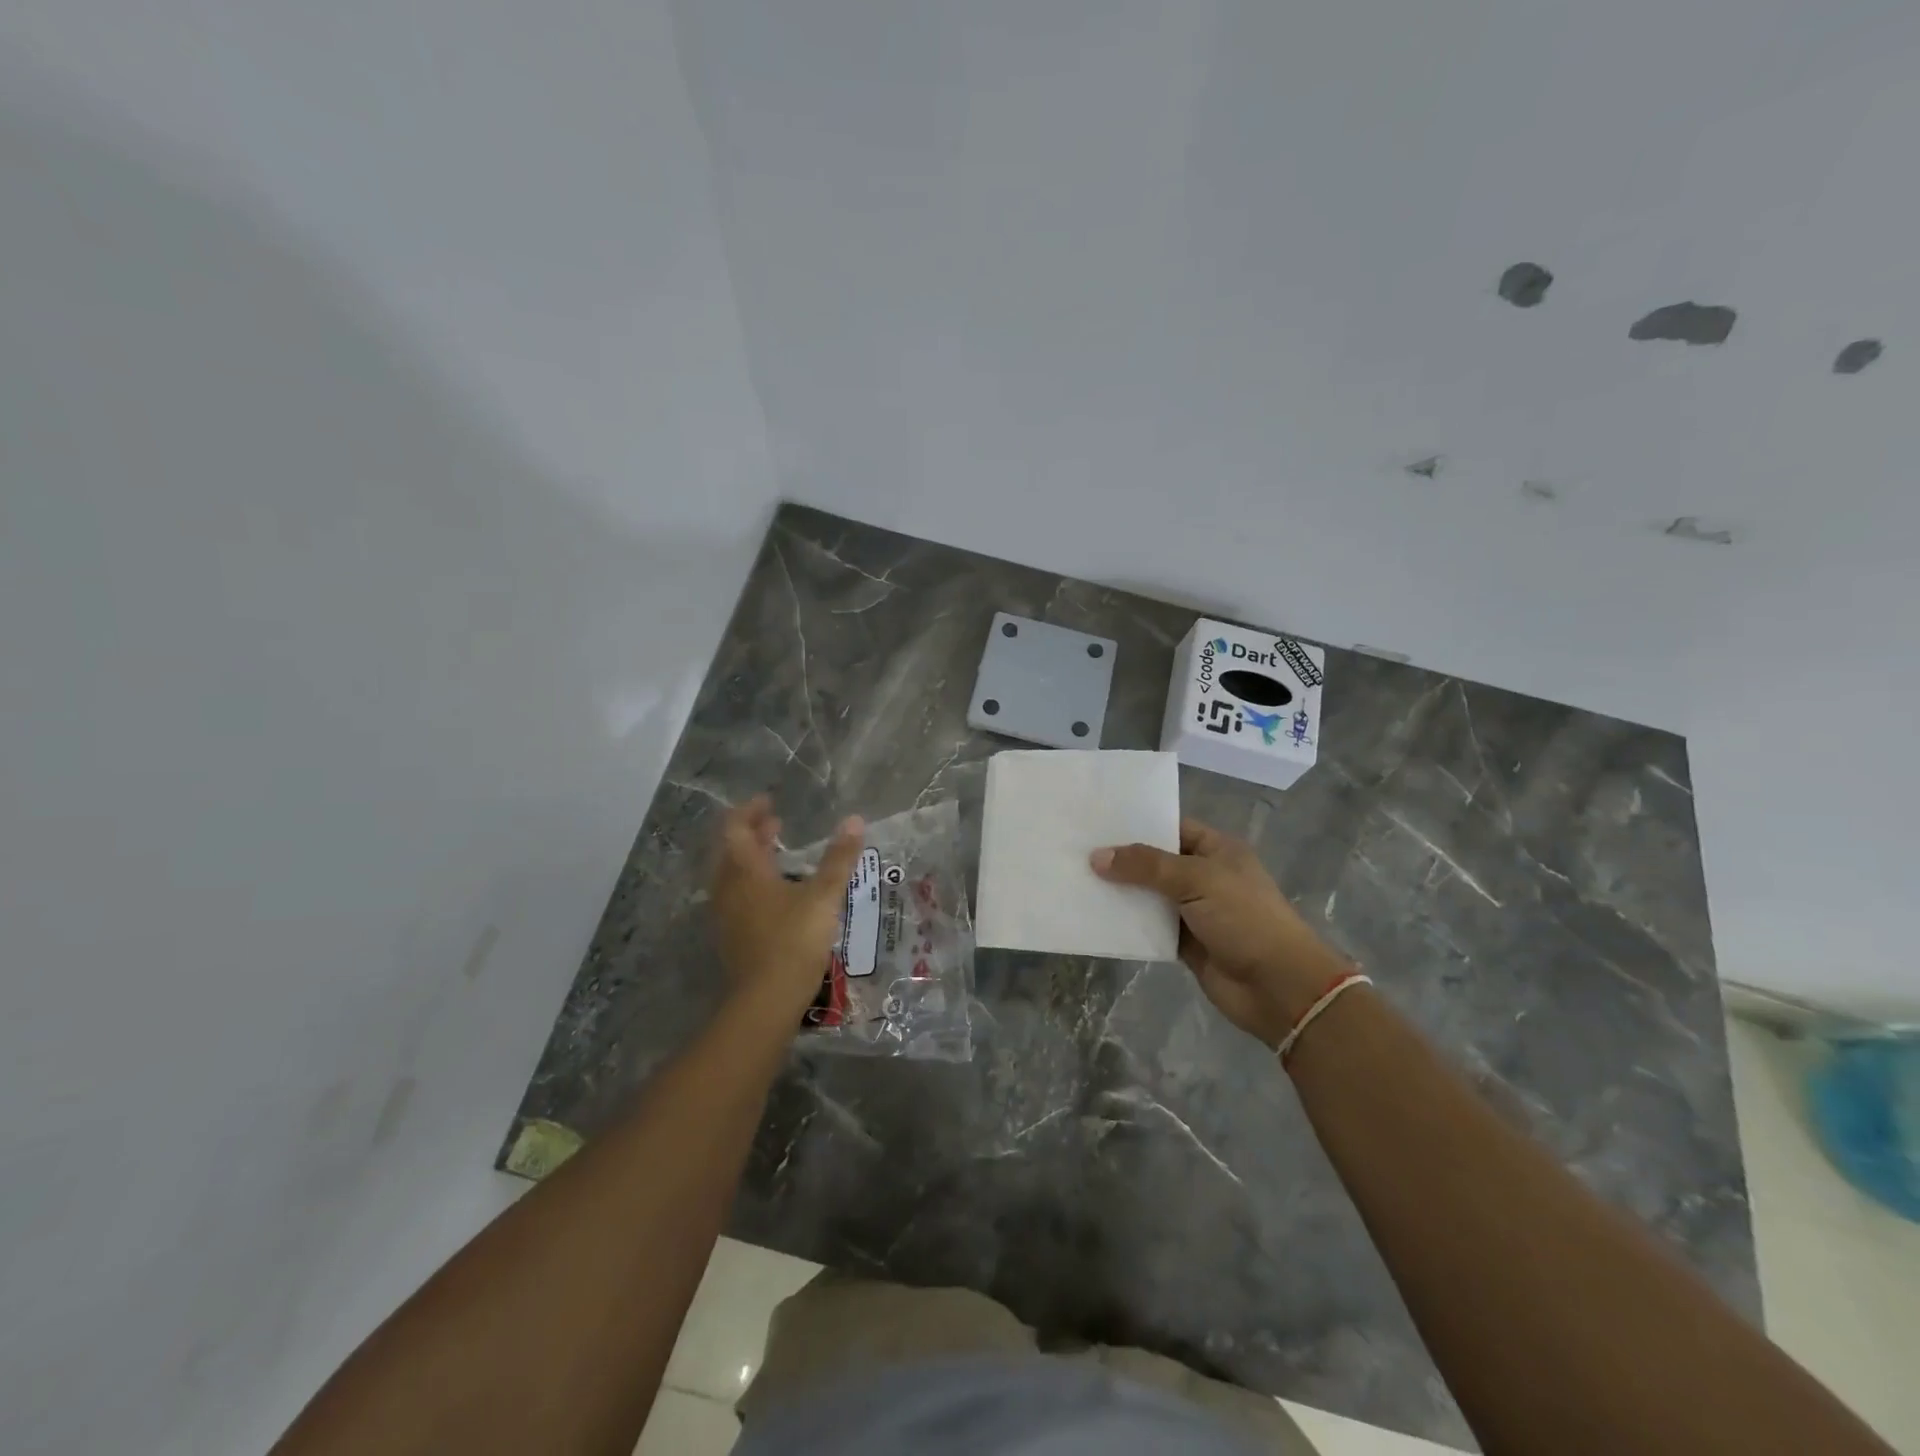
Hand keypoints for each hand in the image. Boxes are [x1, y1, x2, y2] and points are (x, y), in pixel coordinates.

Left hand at [711, 796, 864, 1021]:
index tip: (769, 801)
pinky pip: (736, 896)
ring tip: (778, 852)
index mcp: (744, 871)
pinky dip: (752, 881)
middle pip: (732, 850)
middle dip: (753, 832)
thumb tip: (854, 820)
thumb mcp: (823, 896)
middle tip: (776, 822)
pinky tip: (776, 892)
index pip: (735, 828)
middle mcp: (728, 888)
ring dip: (752, 858)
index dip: (750, 811)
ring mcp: (726, 914)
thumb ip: (839, 858)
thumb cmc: (794, 940)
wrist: (765, 1000)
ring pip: (732, 874)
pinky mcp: (731, 936)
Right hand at [1092, 817, 1351, 1047]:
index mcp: (1217, 850)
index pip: (1171, 827)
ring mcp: (1194, 911)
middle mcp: (1204, 876)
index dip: (1137, 824)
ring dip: (1121, 892)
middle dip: (1122, 858)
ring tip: (1076, 879)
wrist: (1278, 987)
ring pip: (1149, 895)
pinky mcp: (1185, 943)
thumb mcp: (1196, 880)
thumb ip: (1146, 866)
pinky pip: (1149, 926)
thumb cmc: (1244, 919)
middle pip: (1156, 861)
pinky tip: (1095, 915)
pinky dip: (1128, 922)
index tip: (1096, 821)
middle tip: (1076, 849)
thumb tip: (1097, 857)